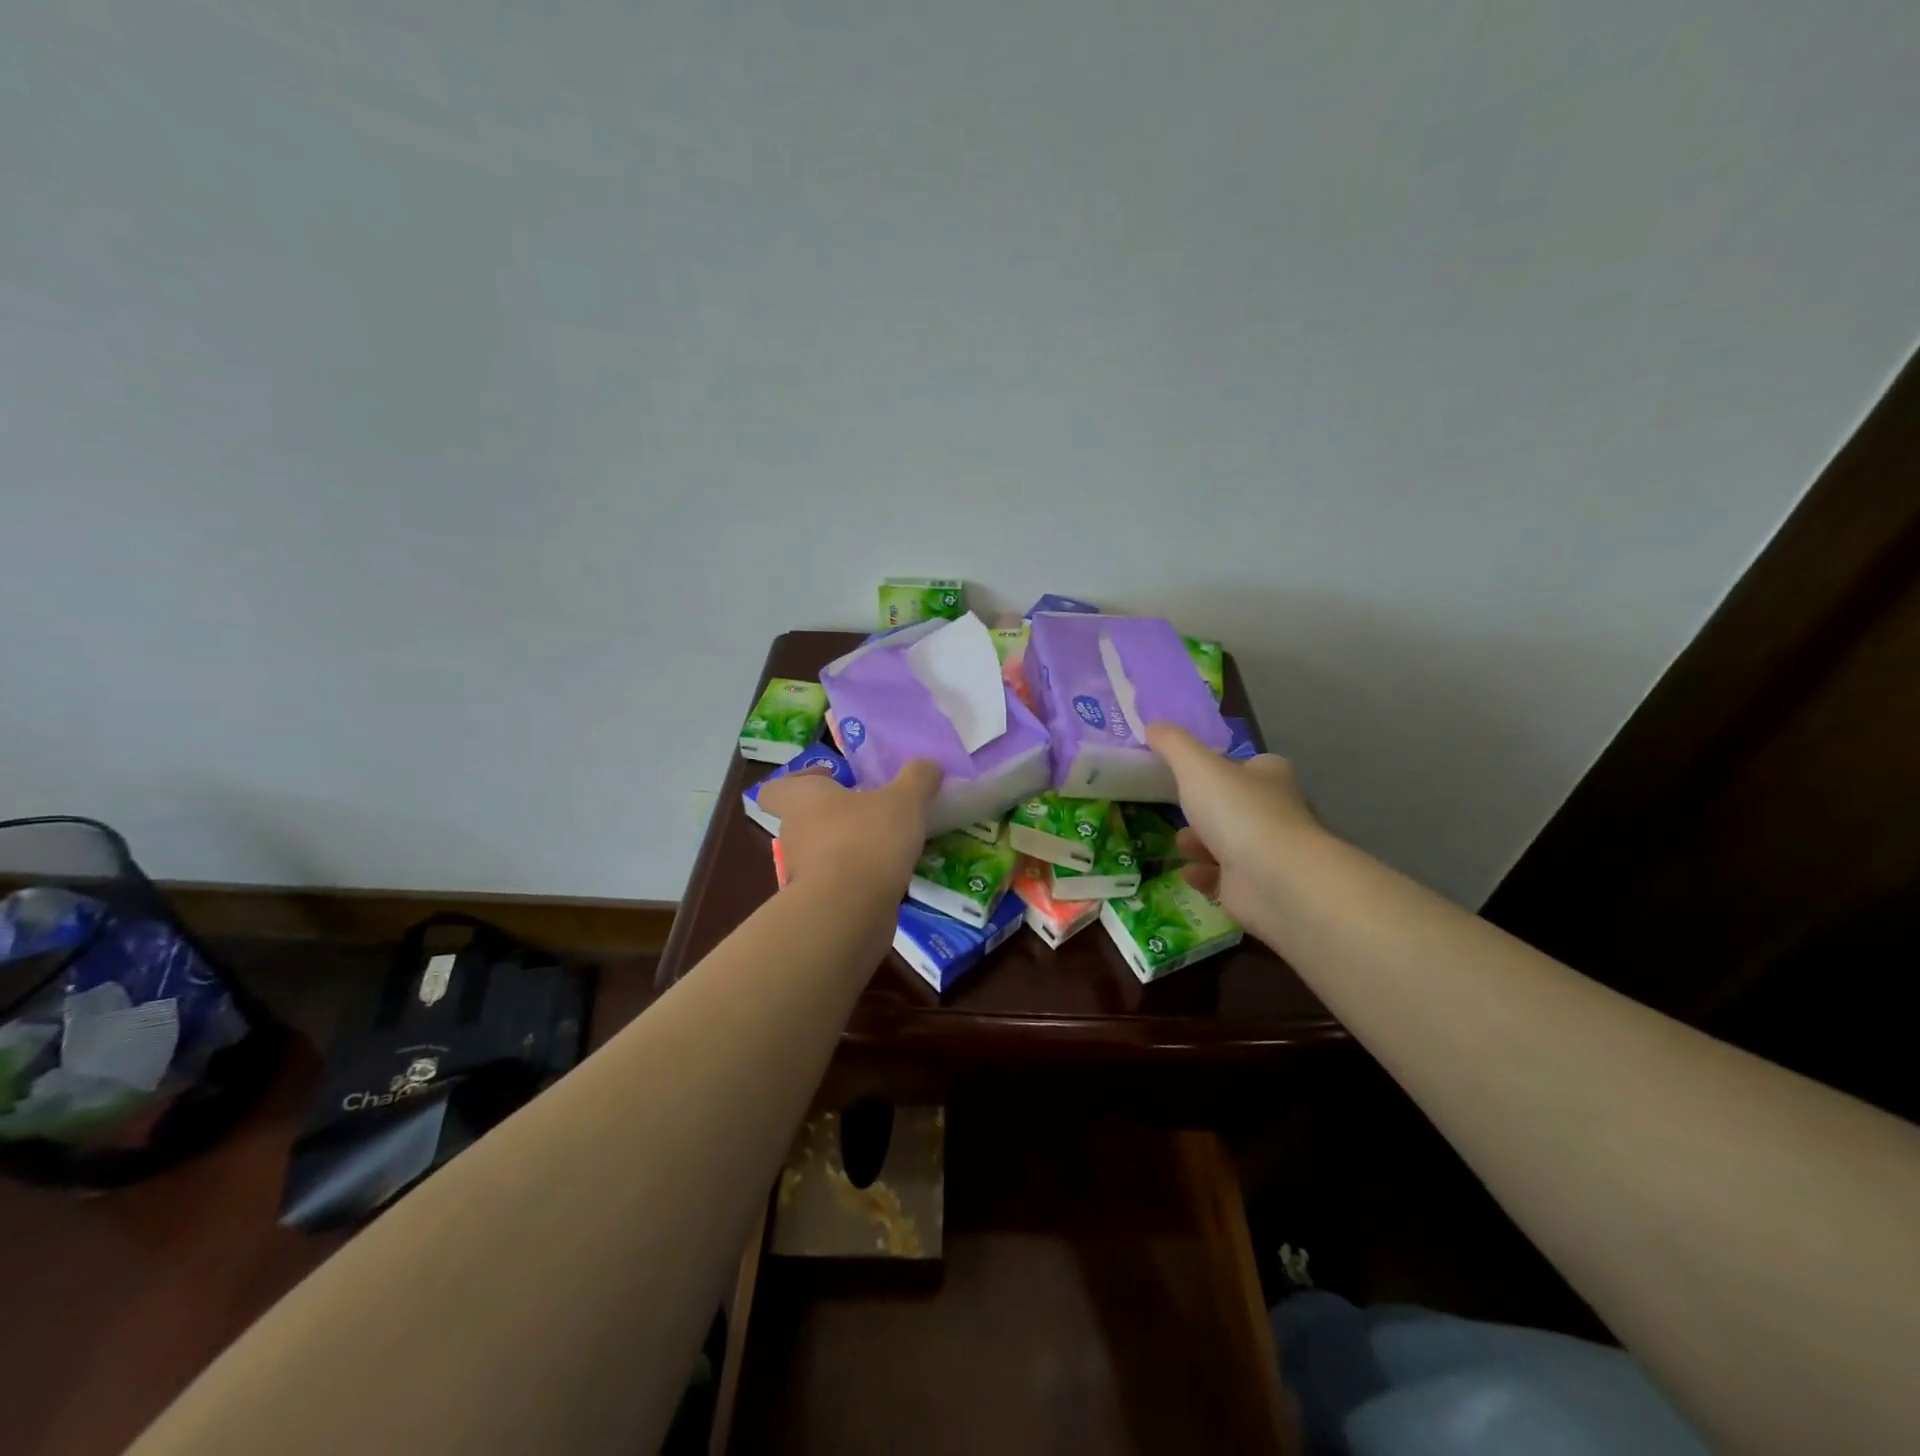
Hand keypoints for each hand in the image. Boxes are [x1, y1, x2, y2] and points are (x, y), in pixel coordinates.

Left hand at [757, 759, 942, 893]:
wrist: (849, 912)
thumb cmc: (867, 840)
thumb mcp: (904, 800)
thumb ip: (917, 778)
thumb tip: (927, 765)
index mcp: (801, 800)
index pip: (776, 789)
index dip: (800, 782)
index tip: (832, 780)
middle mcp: (793, 835)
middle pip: (805, 821)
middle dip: (836, 817)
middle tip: (872, 812)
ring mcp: (802, 875)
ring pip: (823, 855)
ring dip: (850, 850)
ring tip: (889, 847)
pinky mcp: (819, 906)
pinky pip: (838, 885)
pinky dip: (859, 881)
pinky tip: (891, 878)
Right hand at [1145, 722, 1322, 927]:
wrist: (1274, 879)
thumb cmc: (1238, 812)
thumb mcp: (1196, 766)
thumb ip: (1172, 744)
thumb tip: (1152, 724)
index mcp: (1269, 775)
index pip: (1246, 765)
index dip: (1219, 767)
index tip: (1189, 773)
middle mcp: (1274, 811)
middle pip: (1235, 805)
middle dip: (1205, 809)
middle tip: (1178, 808)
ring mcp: (1267, 852)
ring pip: (1228, 842)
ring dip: (1200, 842)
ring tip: (1180, 843)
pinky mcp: (1256, 887)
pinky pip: (1224, 878)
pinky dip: (1204, 874)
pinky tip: (1187, 872)